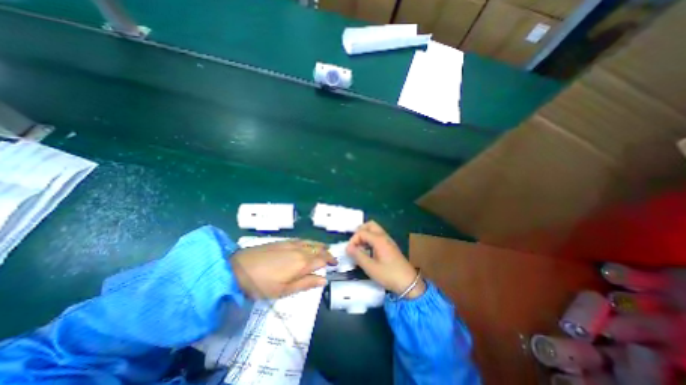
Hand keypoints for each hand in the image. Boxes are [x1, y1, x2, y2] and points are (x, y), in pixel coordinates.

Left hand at [230, 239, 335, 298]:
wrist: (238, 268)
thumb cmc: (262, 284)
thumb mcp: (285, 290)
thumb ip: (306, 283)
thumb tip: (323, 279)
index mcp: (302, 262)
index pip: (322, 259)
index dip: (330, 261)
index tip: (335, 264)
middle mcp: (300, 249)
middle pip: (318, 248)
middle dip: (326, 252)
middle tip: (330, 258)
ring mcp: (291, 243)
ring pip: (311, 242)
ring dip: (319, 246)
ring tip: (323, 249)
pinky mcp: (283, 241)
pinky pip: (302, 239)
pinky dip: (309, 242)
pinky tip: (307, 244)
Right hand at [349, 221, 423, 298]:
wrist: (409, 283)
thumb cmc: (389, 275)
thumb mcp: (370, 267)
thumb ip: (358, 256)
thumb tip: (348, 247)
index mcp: (379, 240)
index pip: (362, 232)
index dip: (353, 240)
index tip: (350, 251)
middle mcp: (384, 236)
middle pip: (370, 225)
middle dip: (360, 231)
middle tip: (355, 243)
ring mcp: (388, 240)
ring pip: (375, 230)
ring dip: (365, 235)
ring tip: (360, 247)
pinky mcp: (390, 246)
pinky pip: (378, 236)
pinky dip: (371, 239)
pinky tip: (368, 250)